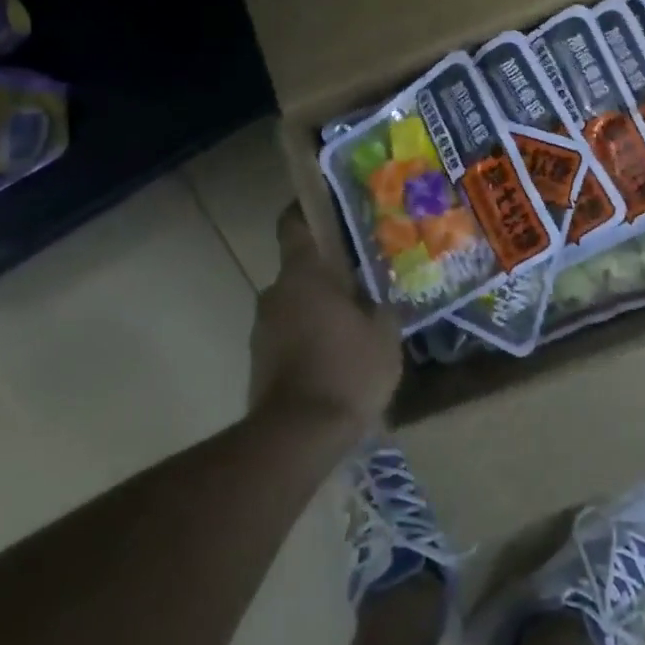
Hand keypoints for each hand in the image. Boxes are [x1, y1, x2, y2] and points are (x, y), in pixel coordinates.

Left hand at [249, 205, 401, 442]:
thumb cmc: (348, 370)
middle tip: (364, 278)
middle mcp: (275, 293)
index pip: (294, 225)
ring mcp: (262, 328)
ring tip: (355, 322)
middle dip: (328, 272)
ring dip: (319, 307)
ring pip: (295, 303)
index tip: (328, 209)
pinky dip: (310, 335)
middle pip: (300, 269)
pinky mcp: (259, 360)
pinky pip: (289, 333)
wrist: (298, 435)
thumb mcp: (385, 335)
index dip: (307, 211)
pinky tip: (338, 355)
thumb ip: (382, 307)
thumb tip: (379, 297)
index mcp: (305, 275)